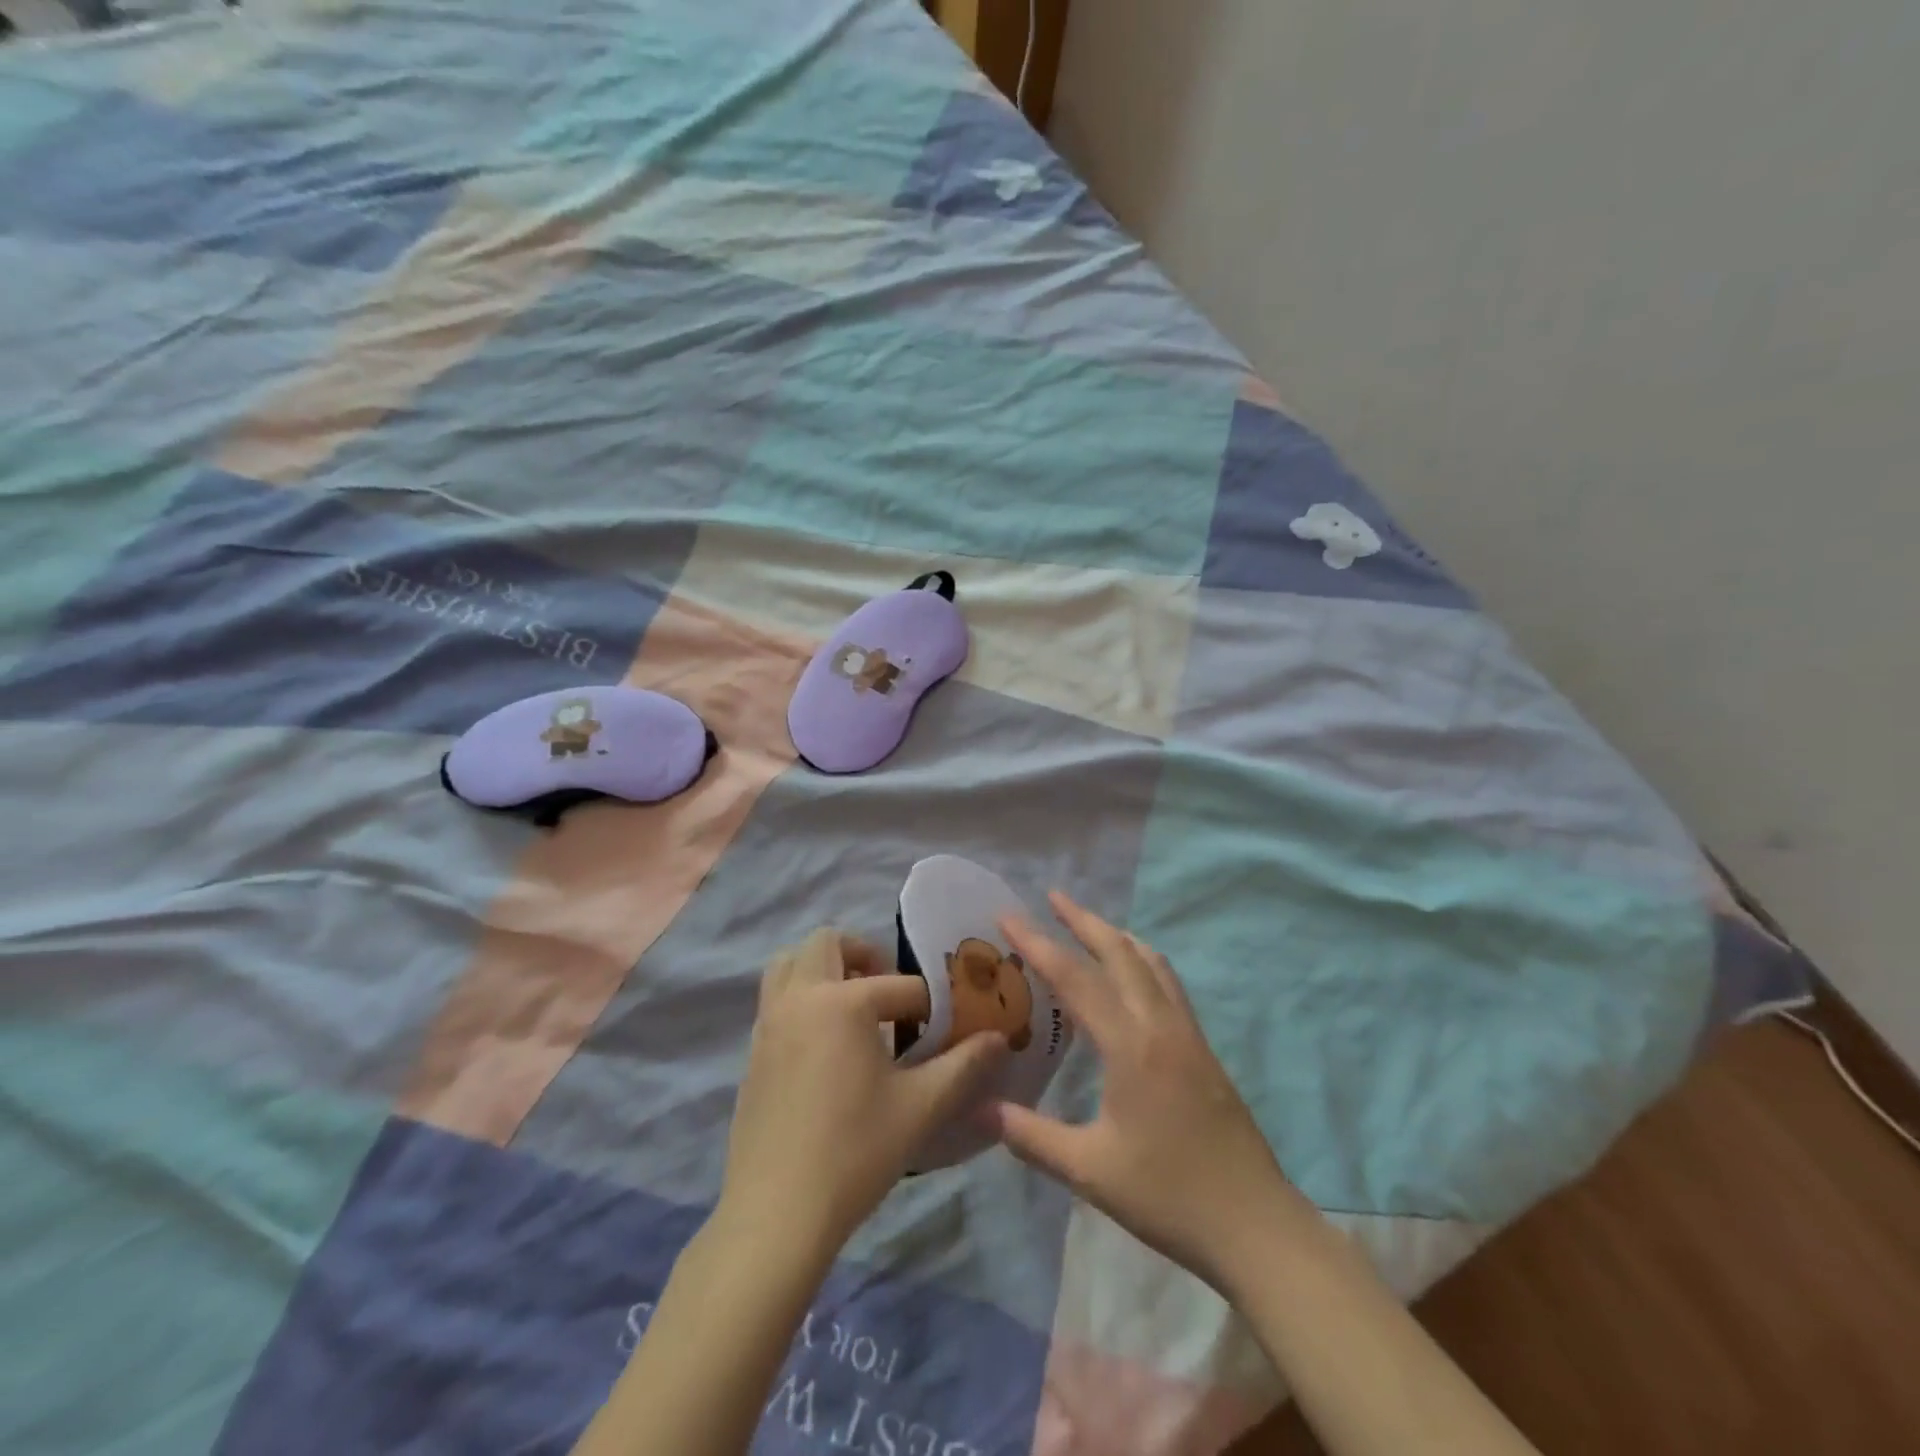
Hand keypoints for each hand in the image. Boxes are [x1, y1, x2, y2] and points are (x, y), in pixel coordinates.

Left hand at [719, 929, 1008, 1256]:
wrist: (776, 1215)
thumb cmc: (855, 1153)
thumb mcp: (921, 1107)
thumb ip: (964, 1065)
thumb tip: (999, 1038)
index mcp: (842, 1002)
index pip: (901, 986)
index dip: (933, 1006)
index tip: (950, 1028)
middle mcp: (800, 998)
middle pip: (827, 942)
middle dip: (864, 955)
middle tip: (890, 993)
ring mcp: (769, 1023)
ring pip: (789, 963)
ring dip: (823, 968)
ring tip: (854, 1008)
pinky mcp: (753, 1051)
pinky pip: (776, 999)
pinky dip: (802, 998)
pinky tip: (827, 1046)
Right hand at [986, 893, 1313, 1296]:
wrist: (1256, 1226)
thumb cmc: (1168, 1197)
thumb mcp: (1089, 1170)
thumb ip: (1030, 1135)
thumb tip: (978, 1107)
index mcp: (1130, 1045)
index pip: (1074, 978)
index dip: (1037, 942)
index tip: (1007, 915)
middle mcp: (1160, 1025)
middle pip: (1119, 952)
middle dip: (1083, 920)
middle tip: (1052, 896)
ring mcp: (1188, 1034)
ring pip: (1151, 962)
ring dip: (1116, 936)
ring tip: (1089, 926)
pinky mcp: (1203, 1050)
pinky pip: (1168, 984)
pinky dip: (1142, 961)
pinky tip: (1132, 978)